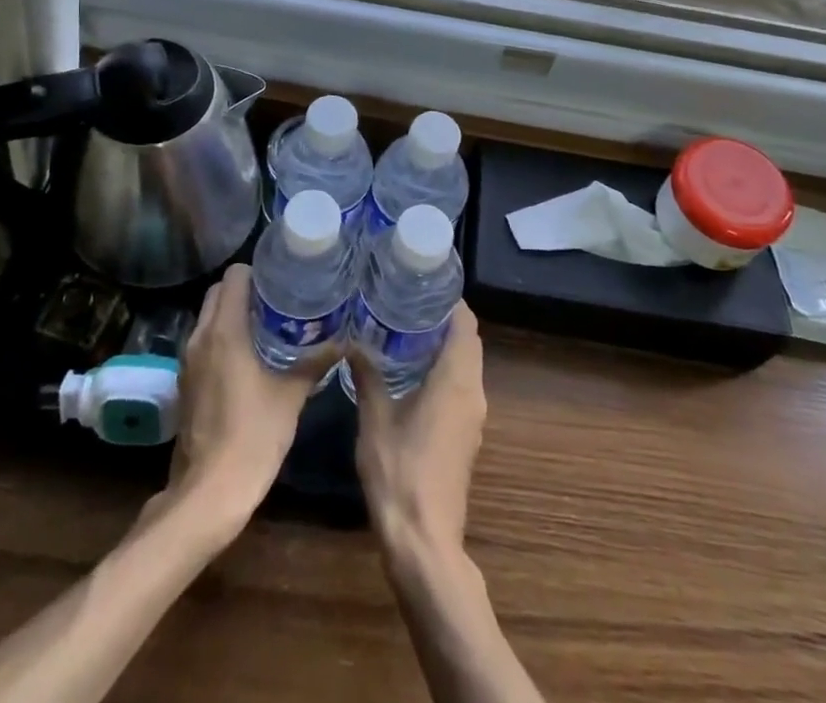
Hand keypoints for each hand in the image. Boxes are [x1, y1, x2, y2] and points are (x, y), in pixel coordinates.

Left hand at [158, 264, 329, 526]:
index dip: (257, 271)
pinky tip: (251, 355)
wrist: (208, 493)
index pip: (234, 277)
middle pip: (218, 293)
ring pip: (209, 317)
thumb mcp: (291, 396)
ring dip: (233, 313)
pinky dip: (223, 337)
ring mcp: (188, 361)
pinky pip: (205, 342)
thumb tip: (344, 340)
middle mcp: (201, 338)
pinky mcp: (186, 382)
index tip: (282, 278)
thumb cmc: (252, 437)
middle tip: (279, 299)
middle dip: (246, 289)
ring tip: (269, 323)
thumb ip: (315, 363)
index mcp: (224, 331)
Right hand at [349, 301, 486, 564]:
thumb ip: (367, 375)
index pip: (465, 324)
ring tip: (404, 328)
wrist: (424, 542)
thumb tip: (352, 339)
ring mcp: (473, 416)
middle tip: (406, 301)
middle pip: (468, 341)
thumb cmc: (400, 473)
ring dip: (444, 344)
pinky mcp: (466, 435)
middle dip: (443, 319)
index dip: (450, 300)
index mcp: (456, 381)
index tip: (422, 284)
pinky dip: (444, 369)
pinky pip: (462, 386)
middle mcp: (473, 392)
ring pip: (467, 365)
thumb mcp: (375, 419)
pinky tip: (411, 370)